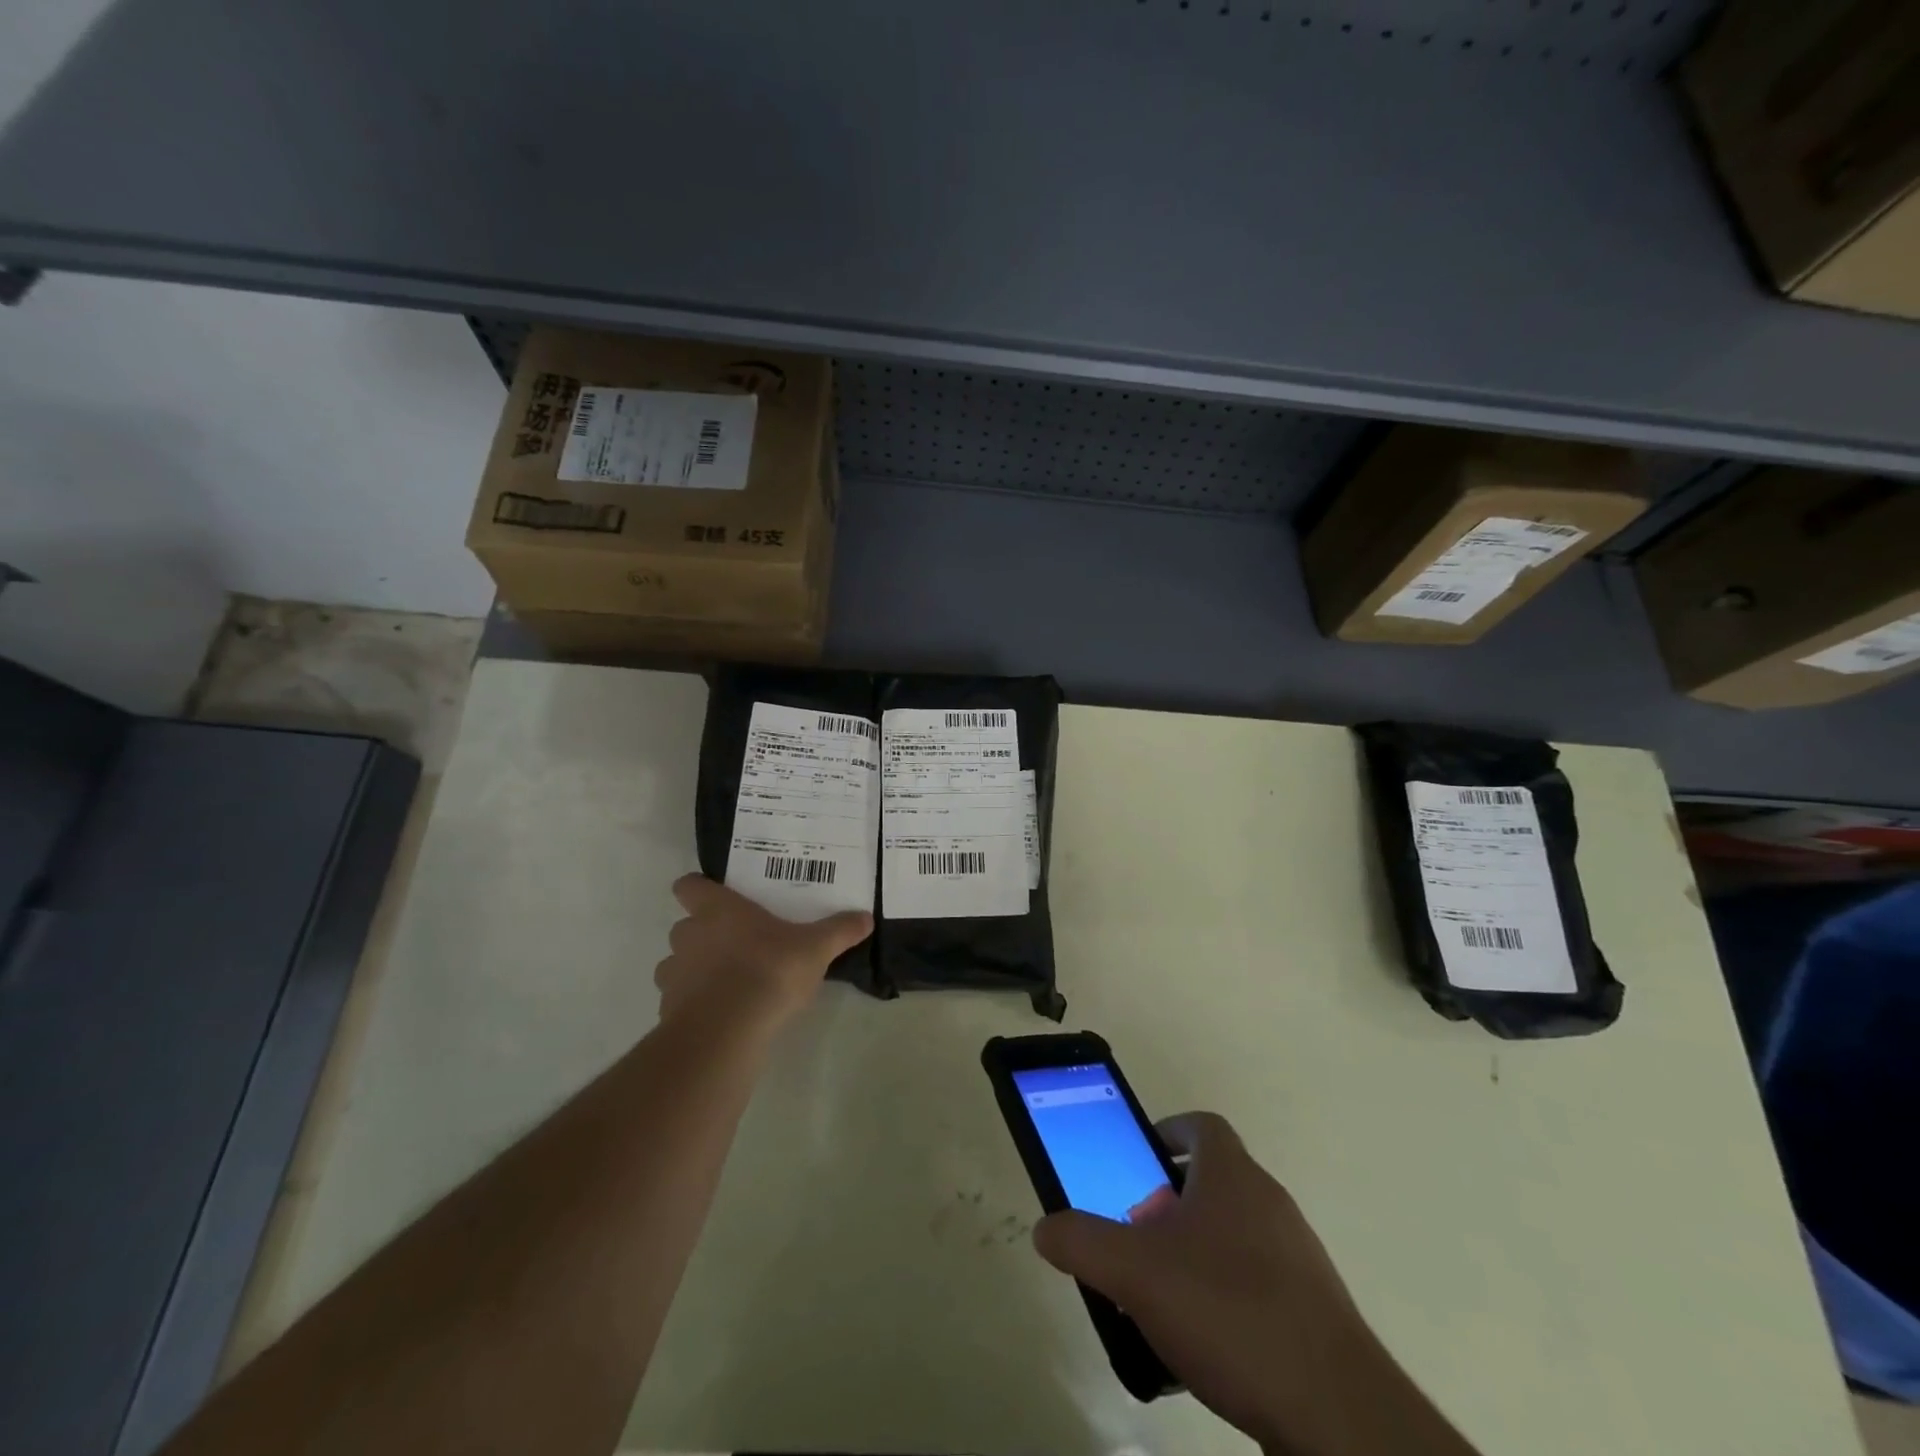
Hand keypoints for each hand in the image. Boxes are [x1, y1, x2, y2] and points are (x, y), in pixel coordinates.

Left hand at [654, 874, 872, 1027]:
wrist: (727, 1030)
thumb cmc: (769, 971)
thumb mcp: (815, 948)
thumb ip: (839, 931)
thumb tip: (866, 917)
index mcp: (718, 910)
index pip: (689, 885)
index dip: (699, 888)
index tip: (717, 896)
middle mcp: (689, 935)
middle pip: (684, 925)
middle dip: (704, 933)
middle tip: (737, 943)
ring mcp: (674, 973)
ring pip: (677, 963)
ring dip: (695, 969)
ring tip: (727, 982)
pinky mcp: (667, 1010)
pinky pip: (677, 999)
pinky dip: (694, 1003)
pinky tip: (721, 1013)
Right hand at [1034, 1113, 1470, 1455]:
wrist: (1336, 1414)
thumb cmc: (1229, 1312)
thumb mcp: (1134, 1272)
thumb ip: (1082, 1241)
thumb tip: (1046, 1228)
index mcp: (1233, 1175)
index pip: (1201, 1126)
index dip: (1166, 1133)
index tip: (1137, 1161)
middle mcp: (1269, 1202)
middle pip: (1213, 1181)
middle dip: (1168, 1202)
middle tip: (1136, 1237)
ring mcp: (1297, 1257)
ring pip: (1233, 1233)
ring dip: (1194, 1251)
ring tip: (1160, 1296)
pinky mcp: (1313, 1311)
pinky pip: (1256, 1283)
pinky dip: (1224, 1296)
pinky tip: (1202, 1344)